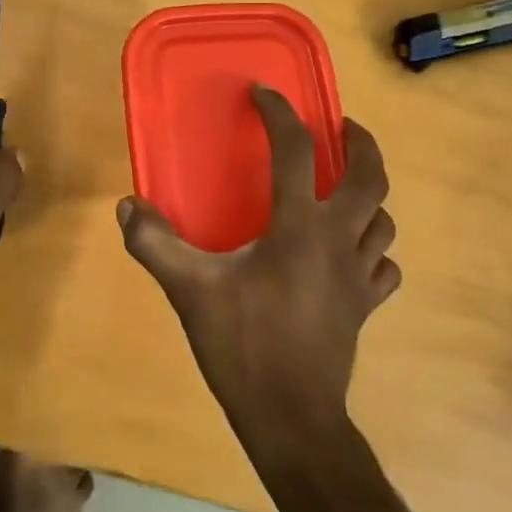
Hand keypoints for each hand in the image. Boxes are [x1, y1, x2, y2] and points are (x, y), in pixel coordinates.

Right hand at [116, 87, 397, 439]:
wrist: (291, 416)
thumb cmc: (243, 343)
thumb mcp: (188, 289)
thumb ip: (154, 244)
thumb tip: (127, 206)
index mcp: (300, 226)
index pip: (297, 151)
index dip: (281, 115)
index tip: (265, 94)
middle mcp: (339, 240)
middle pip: (370, 178)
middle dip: (360, 144)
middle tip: (340, 128)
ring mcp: (359, 276)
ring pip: (384, 221)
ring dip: (369, 197)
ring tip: (344, 189)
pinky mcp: (365, 307)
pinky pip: (383, 266)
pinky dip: (373, 248)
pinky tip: (351, 253)